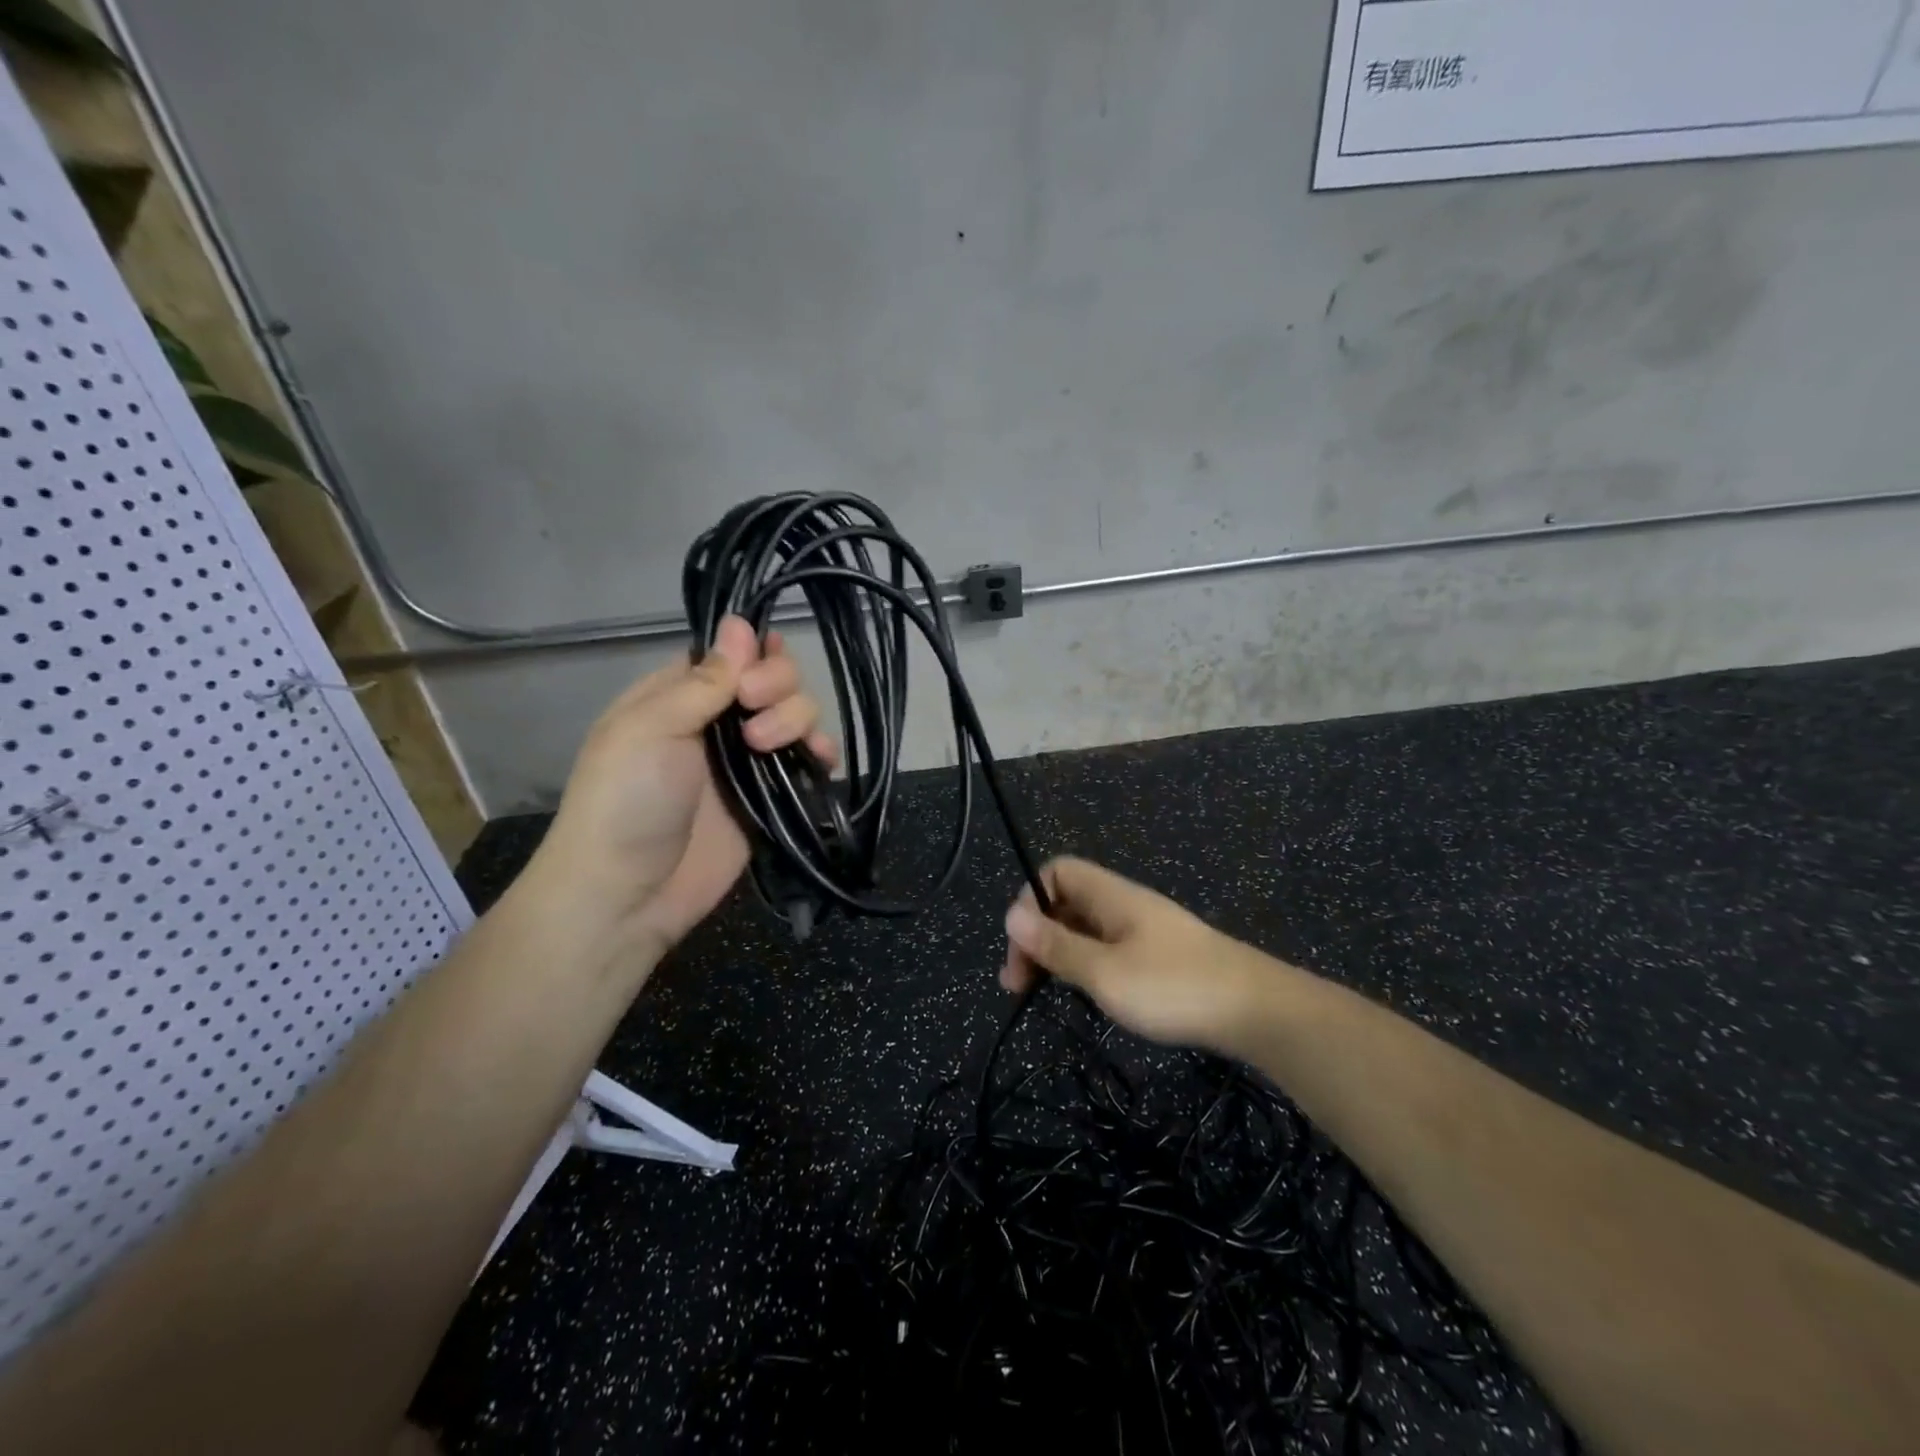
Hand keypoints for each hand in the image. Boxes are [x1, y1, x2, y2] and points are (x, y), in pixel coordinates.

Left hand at [530, 616, 835, 956]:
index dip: (754, 652)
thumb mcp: (649, 727)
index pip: (733, 652)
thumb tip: (741, 623)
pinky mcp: (773, 796)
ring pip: (798, 713)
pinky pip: (811, 760)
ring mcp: (748, 759)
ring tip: (767, 747)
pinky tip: (820, 758)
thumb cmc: (624, 800)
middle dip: (776, 685)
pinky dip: (822, 752)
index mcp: (680, 695)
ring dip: (796, 718)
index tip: (750, 675)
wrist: (628, 893)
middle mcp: (718, 720)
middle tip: (753, 714)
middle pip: (774, 677)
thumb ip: (704, 680)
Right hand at [1000, 858, 1267, 1049]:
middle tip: (1020, 984)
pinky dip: (1088, 966)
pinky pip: (1109, 948)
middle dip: (1037, 936)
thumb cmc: (1173, 987)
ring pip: (1087, 929)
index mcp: (1110, 896)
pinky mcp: (1160, 956)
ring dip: (1060, 955)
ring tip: (1048, 993)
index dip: (1030, 900)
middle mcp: (1125, 905)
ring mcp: (1145, 930)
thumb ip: (1057, 946)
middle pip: (1067, 901)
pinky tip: (1091, 996)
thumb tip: (1011, 915)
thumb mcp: (1104, 972)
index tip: (1022, 948)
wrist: (1257, 1011)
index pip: (1057, 872)